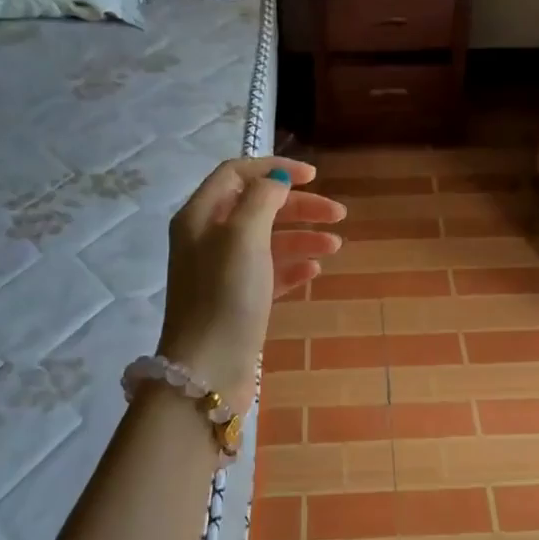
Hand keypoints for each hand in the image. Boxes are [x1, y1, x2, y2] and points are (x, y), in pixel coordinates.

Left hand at [157, 157, 345, 409]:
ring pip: (267, 241)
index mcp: (200, 216)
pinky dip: (292, 267)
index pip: (236, 173)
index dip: (274, 169)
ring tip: (336, 246)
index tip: (314, 177)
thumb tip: (276, 179)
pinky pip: (268, 274)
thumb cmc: (225, 296)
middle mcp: (207, 239)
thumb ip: (262, 199)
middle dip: (298, 207)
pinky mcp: (237, 301)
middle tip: (338, 214)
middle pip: (257, 207)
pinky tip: (315, 271)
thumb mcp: (243, 236)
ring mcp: (222, 273)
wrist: (208, 370)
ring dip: (302, 237)